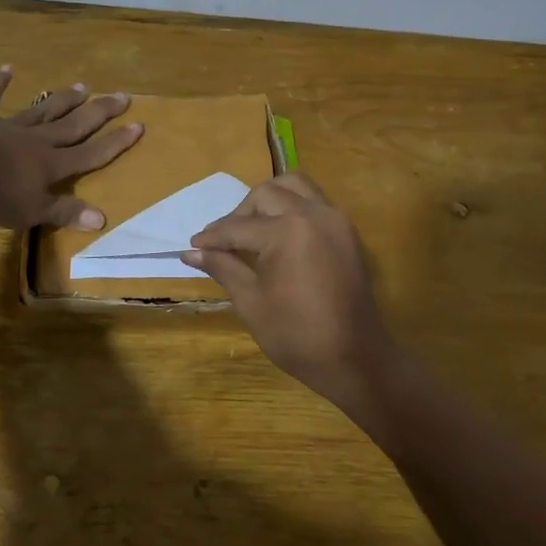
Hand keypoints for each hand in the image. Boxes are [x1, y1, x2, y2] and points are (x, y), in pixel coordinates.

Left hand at [0, 66, 143, 229]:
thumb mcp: (30, 211)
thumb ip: (64, 212)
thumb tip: (103, 218)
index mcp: (50, 164)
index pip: (90, 154)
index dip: (115, 143)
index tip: (139, 125)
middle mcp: (34, 141)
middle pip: (73, 125)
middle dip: (99, 113)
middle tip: (122, 95)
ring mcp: (5, 126)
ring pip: (41, 111)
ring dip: (62, 99)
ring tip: (82, 85)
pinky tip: (7, 69)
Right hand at [183, 172, 398, 412]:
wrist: (354, 358)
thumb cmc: (297, 335)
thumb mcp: (251, 301)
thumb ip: (223, 267)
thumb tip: (191, 252)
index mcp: (288, 231)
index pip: (239, 227)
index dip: (213, 237)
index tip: (192, 246)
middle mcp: (314, 214)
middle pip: (266, 195)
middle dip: (239, 214)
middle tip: (222, 241)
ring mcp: (335, 219)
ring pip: (294, 187)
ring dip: (268, 200)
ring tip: (251, 229)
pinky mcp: (346, 231)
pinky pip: (314, 202)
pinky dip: (291, 208)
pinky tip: (277, 235)